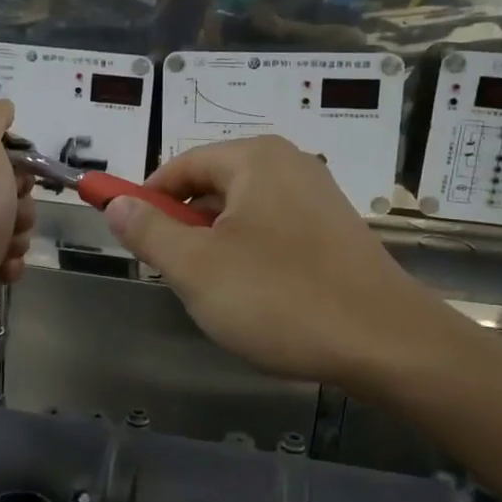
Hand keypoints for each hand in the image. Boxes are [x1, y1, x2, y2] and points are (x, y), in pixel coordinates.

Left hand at [0, 99, 34, 358]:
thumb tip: (4, 107)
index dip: (15, 163)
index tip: (20, 177)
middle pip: (5, 191)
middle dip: (20, 205)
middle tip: (12, 216)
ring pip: (9, 227)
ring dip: (18, 236)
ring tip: (6, 248)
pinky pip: (4, 259)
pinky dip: (10, 263)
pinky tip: (2, 270)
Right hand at [102, 136, 460, 393]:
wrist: (386, 342)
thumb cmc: (280, 298)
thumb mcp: (196, 267)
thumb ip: (148, 231)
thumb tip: (115, 204)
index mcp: (255, 159)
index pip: (181, 166)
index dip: (146, 198)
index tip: (129, 235)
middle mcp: (290, 165)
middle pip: (213, 186)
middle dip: (184, 227)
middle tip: (173, 273)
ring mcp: (319, 198)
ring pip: (243, 213)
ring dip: (216, 246)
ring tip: (215, 292)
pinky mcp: (336, 232)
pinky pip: (274, 231)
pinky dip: (251, 255)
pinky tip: (257, 297)